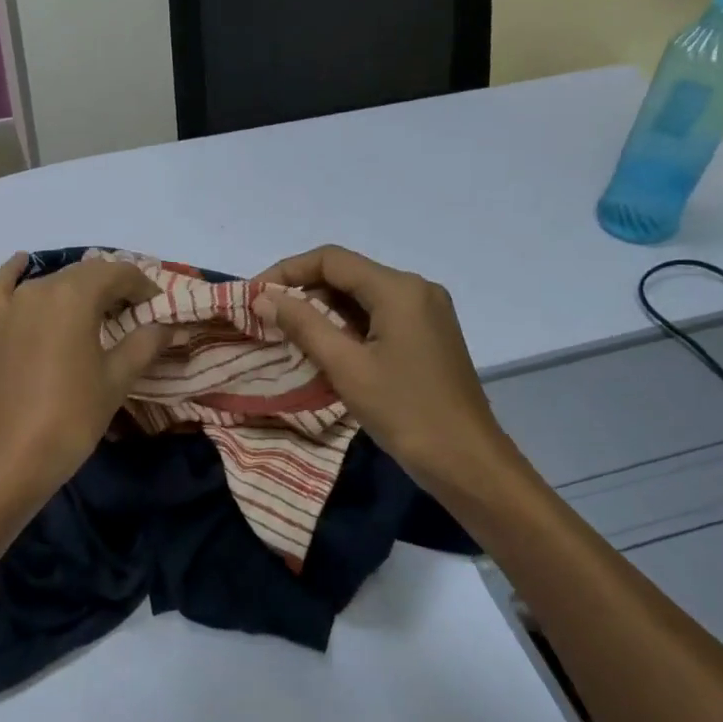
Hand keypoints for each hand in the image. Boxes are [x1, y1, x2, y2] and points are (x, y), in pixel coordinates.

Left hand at [0, 252, 169, 510]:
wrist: (11, 457)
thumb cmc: (72, 416)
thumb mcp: (117, 378)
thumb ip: (145, 343)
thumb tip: (169, 325)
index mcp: (75, 295)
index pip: (119, 273)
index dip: (144, 287)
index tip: (160, 309)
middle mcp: (42, 288)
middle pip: (87, 274)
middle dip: (116, 288)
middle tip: (137, 315)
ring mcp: (13, 305)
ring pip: (55, 280)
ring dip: (81, 288)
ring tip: (101, 311)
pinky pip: (3, 286)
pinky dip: (16, 272)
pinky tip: (24, 262)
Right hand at [254, 245, 504, 498]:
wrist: (467, 461)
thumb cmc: (405, 412)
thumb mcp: (347, 367)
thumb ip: (303, 325)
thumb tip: (264, 298)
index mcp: (399, 289)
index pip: (331, 260)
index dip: (287, 272)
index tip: (255, 296)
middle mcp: (416, 290)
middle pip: (347, 274)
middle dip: (303, 291)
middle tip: (266, 317)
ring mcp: (426, 312)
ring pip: (362, 296)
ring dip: (323, 309)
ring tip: (287, 333)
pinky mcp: (427, 335)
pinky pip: (378, 316)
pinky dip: (347, 325)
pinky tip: (325, 347)